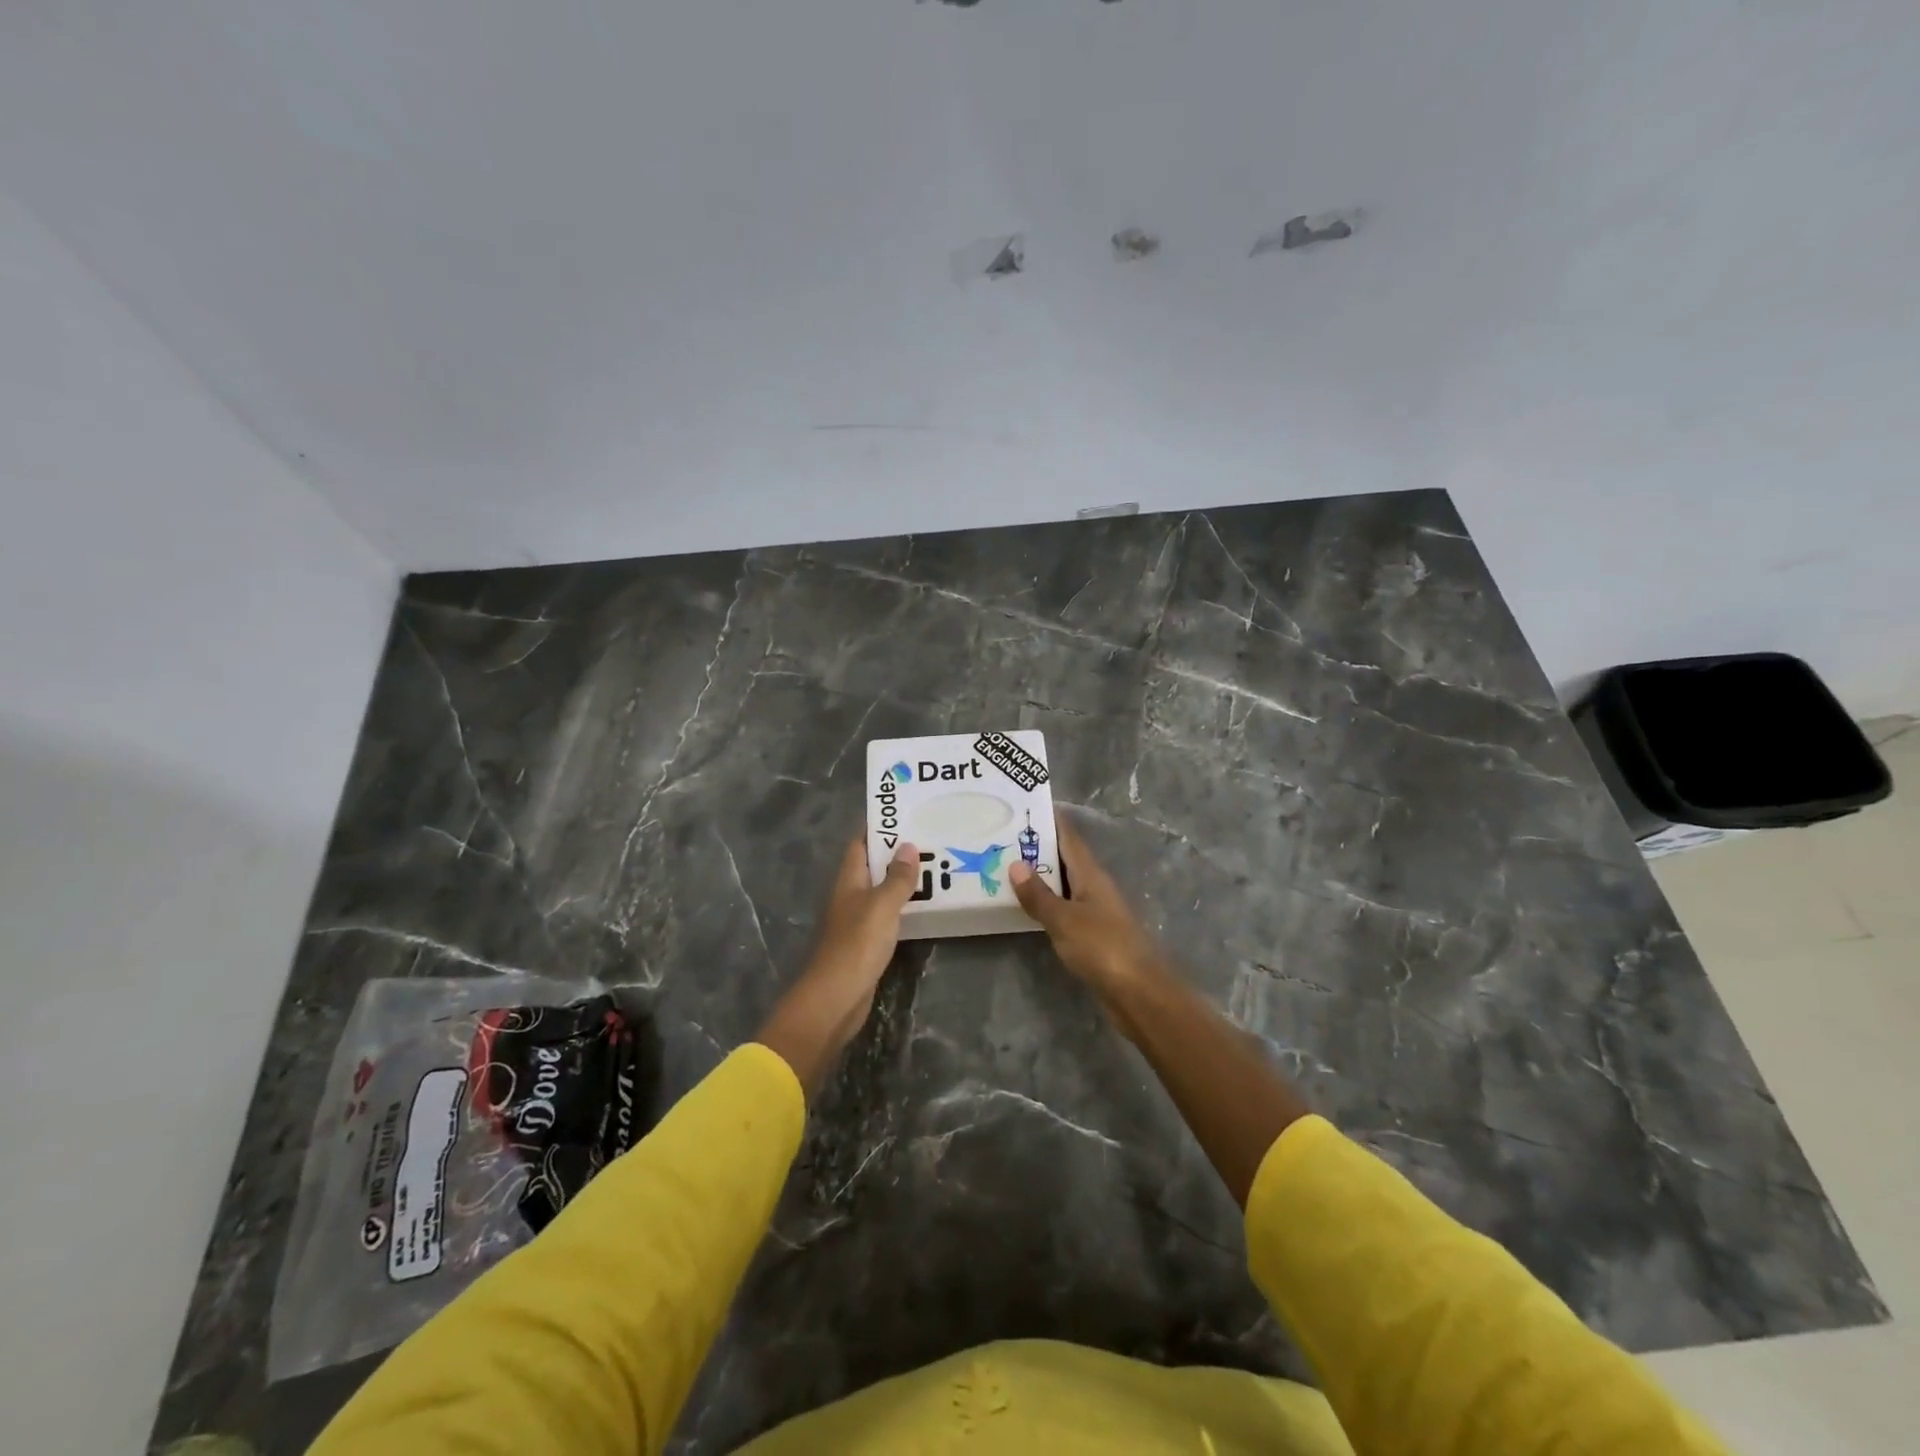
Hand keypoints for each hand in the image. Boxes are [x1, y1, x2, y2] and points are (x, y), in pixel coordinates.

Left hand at [754, 838, 919, 1093]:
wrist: (836, 998)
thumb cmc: (857, 945)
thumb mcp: (882, 906)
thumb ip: (897, 878)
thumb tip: (907, 846)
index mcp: (849, 880)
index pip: (860, 844)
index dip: (878, 828)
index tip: (904, 813)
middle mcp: (850, 895)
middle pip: (872, 866)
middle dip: (896, 852)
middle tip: (930, 837)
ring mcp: (857, 920)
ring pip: (881, 890)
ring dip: (902, 880)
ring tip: (935, 866)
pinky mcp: (866, 942)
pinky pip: (887, 914)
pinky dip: (903, 906)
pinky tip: (925, 905)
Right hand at [1015, 814, 1308, 1202]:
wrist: (1139, 994)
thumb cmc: (1103, 948)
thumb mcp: (1064, 920)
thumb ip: (1038, 894)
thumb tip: (1016, 863)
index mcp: (1091, 875)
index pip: (1069, 836)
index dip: (1050, 819)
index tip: (1025, 805)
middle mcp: (1095, 887)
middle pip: (1064, 858)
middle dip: (1038, 847)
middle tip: (1002, 837)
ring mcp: (1095, 911)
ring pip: (1063, 884)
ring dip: (1040, 876)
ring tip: (1006, 867)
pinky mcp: (1093, 935)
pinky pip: (1064, 909)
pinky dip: (1046, 903)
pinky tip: (1026, 907)